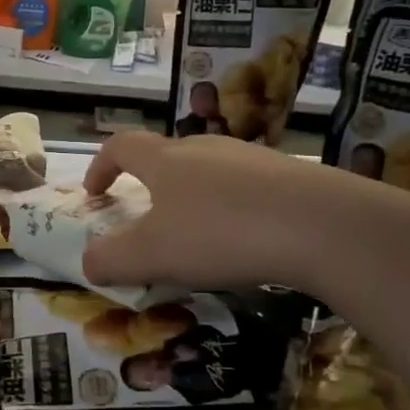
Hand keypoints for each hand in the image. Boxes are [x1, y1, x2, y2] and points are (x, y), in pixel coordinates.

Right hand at [82, 132, 328, 292]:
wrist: (321, 225)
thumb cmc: (220, 233)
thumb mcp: (152, 255)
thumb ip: (110, 259)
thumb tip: (88, 262)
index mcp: (165, 159)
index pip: (121, 146)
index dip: (100, 167)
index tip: (94, 194)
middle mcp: (204, 148)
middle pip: (165, 156)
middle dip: (148, 185)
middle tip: (147, 221)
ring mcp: (249, 158)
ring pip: (207, 172)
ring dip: (191, 198)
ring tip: (198, 237)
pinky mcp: (287, 176)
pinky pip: (244, 189)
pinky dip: (231, 210)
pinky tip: (246, 242)